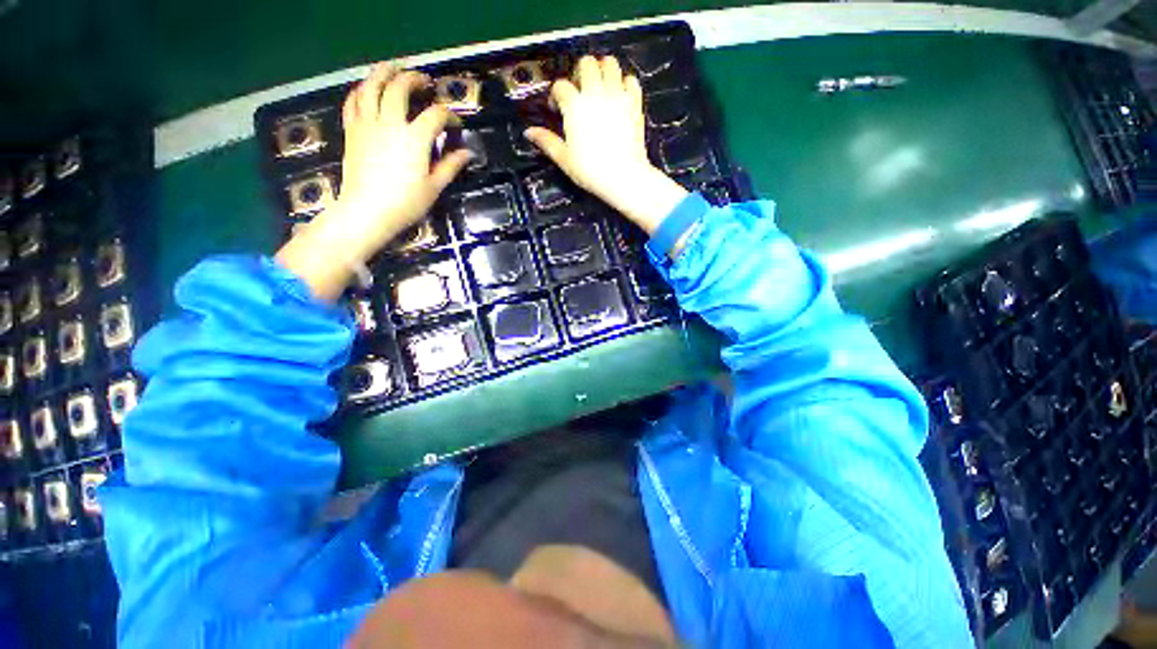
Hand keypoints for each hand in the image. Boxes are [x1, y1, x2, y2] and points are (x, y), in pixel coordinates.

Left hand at [277, 63, 471, 300]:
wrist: (367, 212)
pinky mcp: (352, 130)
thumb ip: (450, 166)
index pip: (436, 115)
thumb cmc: (405, 203)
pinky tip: (367, 89)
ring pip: (371, 86)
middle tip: (424, 81)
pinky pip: (353, 101)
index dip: (449, 116)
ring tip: (393, 68)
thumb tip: (467, 154)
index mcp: (414, 138)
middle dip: (414, 79)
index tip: (456, 126)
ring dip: (383, 72)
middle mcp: (390, 123)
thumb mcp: (434, 187)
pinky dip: (361, 90)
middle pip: (400, 87)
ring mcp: (367, 124)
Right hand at [525, 56, 685, 234]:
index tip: (557, 108)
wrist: (623, 176)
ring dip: (602, 69)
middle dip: (579, 72)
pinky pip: (630, 79)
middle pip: (586, 63)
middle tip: (579, 89)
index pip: (560, 86)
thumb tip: (530, 133)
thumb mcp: (565, 159)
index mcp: (575, 106)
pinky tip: (619, 94)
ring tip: (599, 85)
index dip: (556, 95)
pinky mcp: (634, 103)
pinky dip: (624, 82)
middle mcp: (595, 94)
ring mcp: (617, 95)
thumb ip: (547, 141)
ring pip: (610, 63)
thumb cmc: (592, 170)